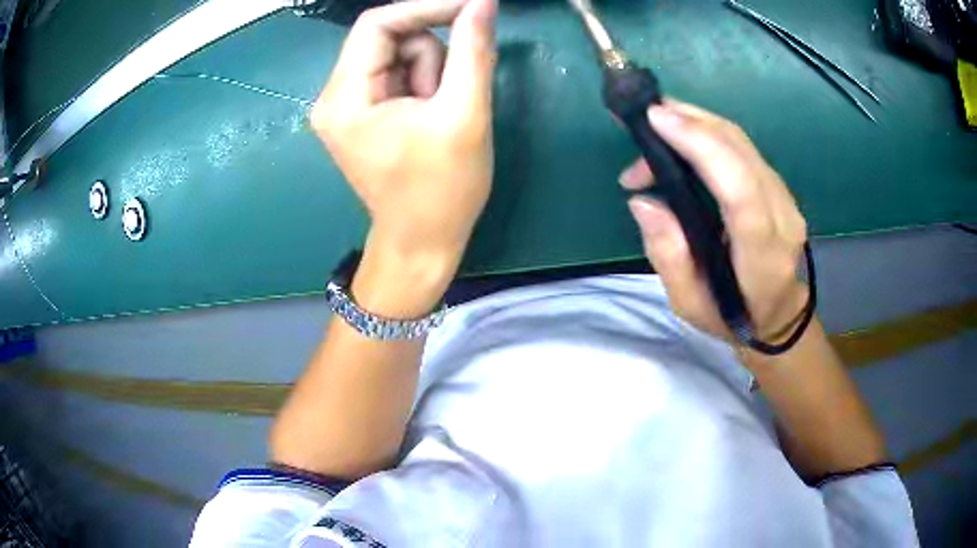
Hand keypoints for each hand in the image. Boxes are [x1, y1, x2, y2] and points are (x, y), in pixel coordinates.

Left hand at [311, 0, 496, 282]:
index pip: (378, 25)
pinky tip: (432, 116)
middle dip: (432, 57)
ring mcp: (346, 106)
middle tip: (451, 94)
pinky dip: (423, 85)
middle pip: (388, 39)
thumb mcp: (465, 114)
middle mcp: (335, 96)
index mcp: (345, 98)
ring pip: (397, 55)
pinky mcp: (362, 113)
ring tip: (441, 115)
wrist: (423, 241)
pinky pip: (397, 74)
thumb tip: (482, 4)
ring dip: (431, 74)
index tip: (472, 7)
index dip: (427, 8)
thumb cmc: (443, 188)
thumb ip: (473, 50)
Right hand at [619, 99, 808, 342]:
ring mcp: (785, 196)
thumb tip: (643, 200)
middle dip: (690, 121)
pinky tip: (682, 137)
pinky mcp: (777, 185)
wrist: (778, 314)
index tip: (656, 119)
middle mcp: (782, 216)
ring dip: (695, 124)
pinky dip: (708, 133)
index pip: (739, 189)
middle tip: (645, 119)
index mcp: (762, 254)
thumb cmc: (732, 317)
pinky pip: (742, 147)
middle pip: (740, 150)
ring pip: (741, 141)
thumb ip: (667, 254)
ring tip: (656, 131)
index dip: (701, 145)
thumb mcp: (688, 304)